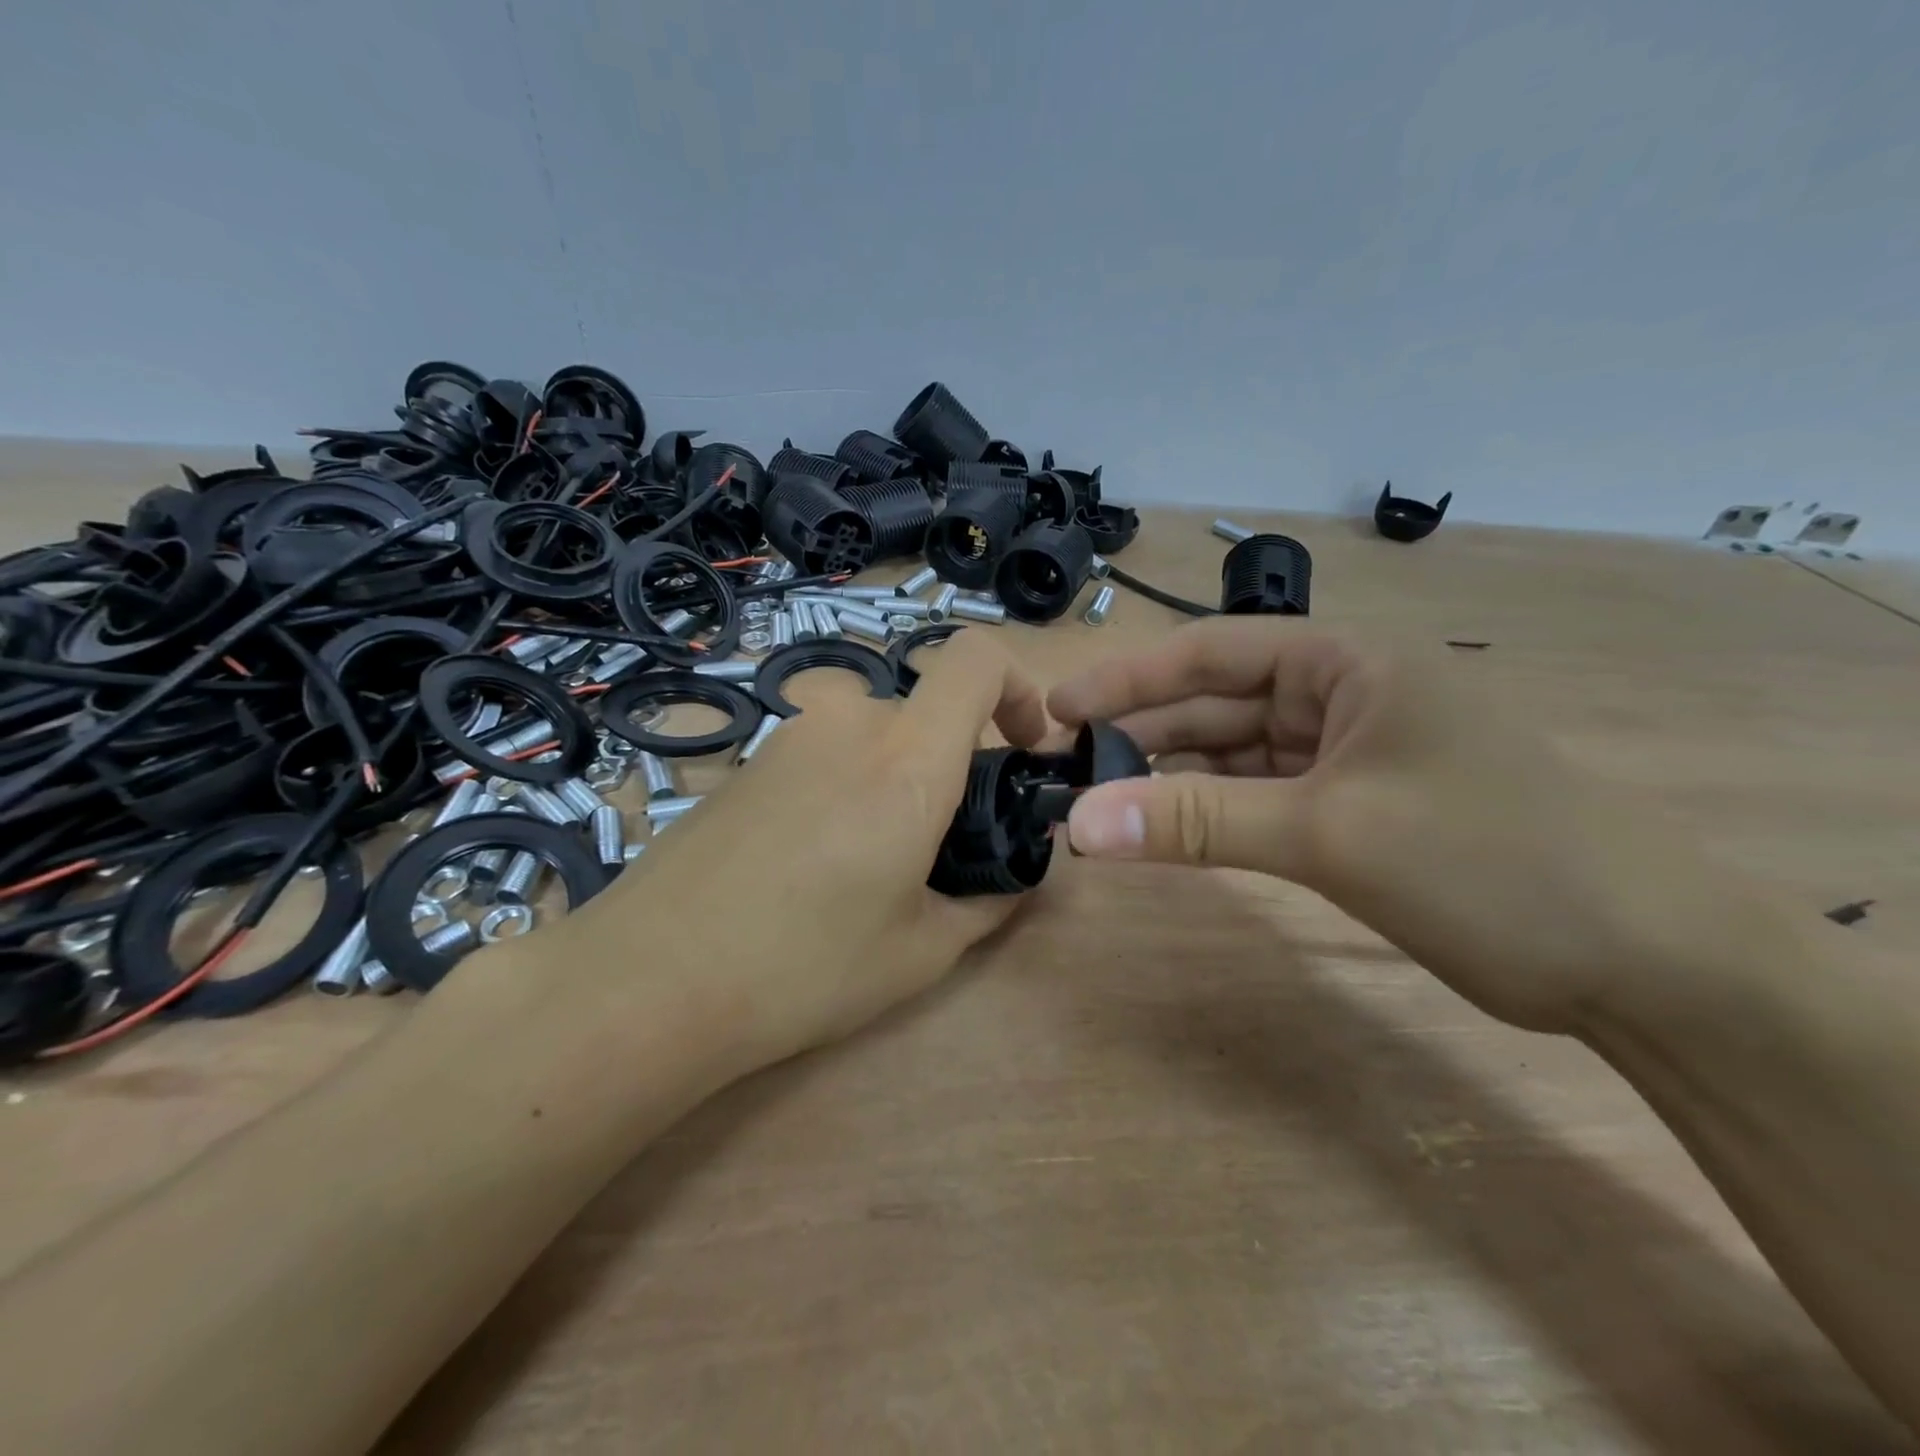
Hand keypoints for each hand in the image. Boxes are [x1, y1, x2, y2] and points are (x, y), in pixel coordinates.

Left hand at [567, 628, 1048, 1066]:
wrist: (648, 981)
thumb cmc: (803, 968)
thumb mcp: (920, 952)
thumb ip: (988, 901)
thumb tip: (1016, 877)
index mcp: (908, 759)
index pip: (975, 659)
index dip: (1017, 687)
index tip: (1022, 747)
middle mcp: (849, 723)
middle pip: (924, 710)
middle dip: (947, 764)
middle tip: (935, 845)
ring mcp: (789, 735)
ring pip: (872, 733)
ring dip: (891, 778)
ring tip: (865, 864)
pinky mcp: (747, 759)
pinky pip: (822, 752)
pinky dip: (842, 786)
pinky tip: (808, 862)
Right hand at [1047, 621, 1734, 1033]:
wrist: (1646, 964)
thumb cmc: (1491, 860)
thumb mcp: (1329, 833)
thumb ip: (1196, 823)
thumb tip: (1078, 824)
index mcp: (1346, 663)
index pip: (1210, 653)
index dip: (1128, 678)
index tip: (1058, 711)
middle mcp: (1341, 697)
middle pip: (1215, 704)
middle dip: (1141, 735)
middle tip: (1064, 770)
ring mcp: (1347, 757)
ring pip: (1233, 756)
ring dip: (1169, 778)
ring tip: (1098, 803)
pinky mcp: (1352, 811)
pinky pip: (1259, 798)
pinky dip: (1210, 813)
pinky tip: (1164, 829)